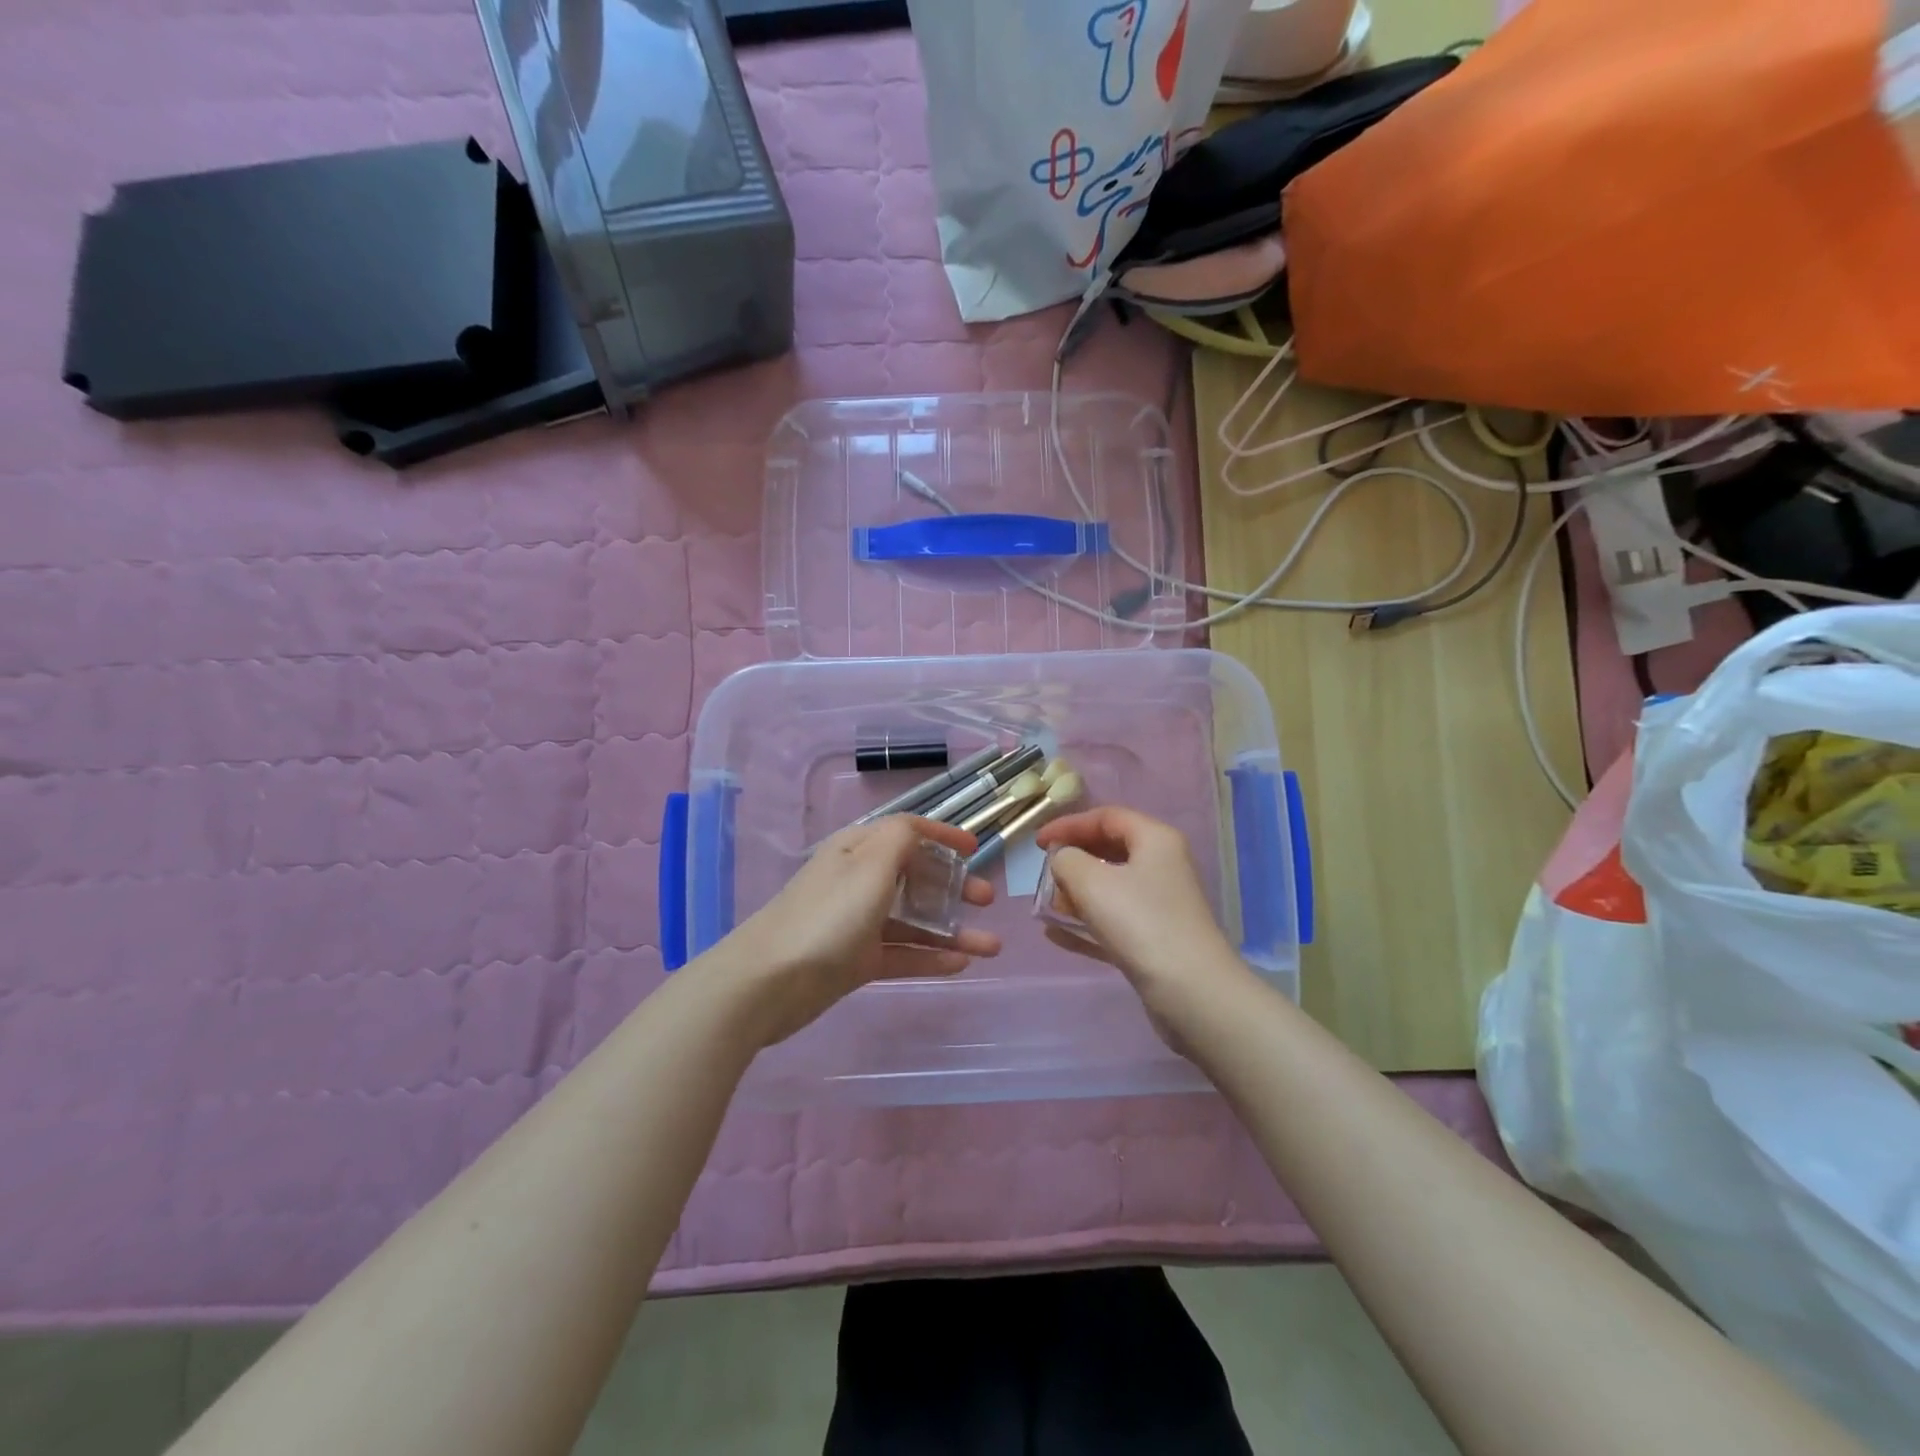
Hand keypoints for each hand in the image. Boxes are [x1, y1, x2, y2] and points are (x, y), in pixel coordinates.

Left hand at [730, 816, 1000, 1046]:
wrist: (767, 983)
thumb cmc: (827, 916)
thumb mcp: (869, 865)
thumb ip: (901, 839)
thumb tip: (919, 830)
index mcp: (858, 849)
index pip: (907, 831)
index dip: (942, 835)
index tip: (976, 849)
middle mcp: (859, 880)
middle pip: (915, 876)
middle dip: (953, 886)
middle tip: (986, 901)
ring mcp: (857, 922)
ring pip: (913, 919)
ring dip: (952, 929)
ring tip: (991, 946)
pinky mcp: (855, 960)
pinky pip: (901, 953)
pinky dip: (930, 956)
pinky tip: (961, 966)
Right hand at [1034, 807, 1250, 1037]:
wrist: (1191, 992)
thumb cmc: (1140, 923)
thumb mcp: (1091, 882)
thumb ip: (1066, 860)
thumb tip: (1062, 860)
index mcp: (1155, 840)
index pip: (1106, 817)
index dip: (1068, 825)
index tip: (1037, 843)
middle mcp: (1162, 866)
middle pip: (1110, 850)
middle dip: (1073, 859)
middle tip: (1044, 873)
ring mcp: (1160, 904)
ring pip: (1111, 887)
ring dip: (1077, 893)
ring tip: (1048, 905)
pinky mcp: (1155, 939)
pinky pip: (1113, 921)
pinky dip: (1087, 923)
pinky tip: (1056, 935)